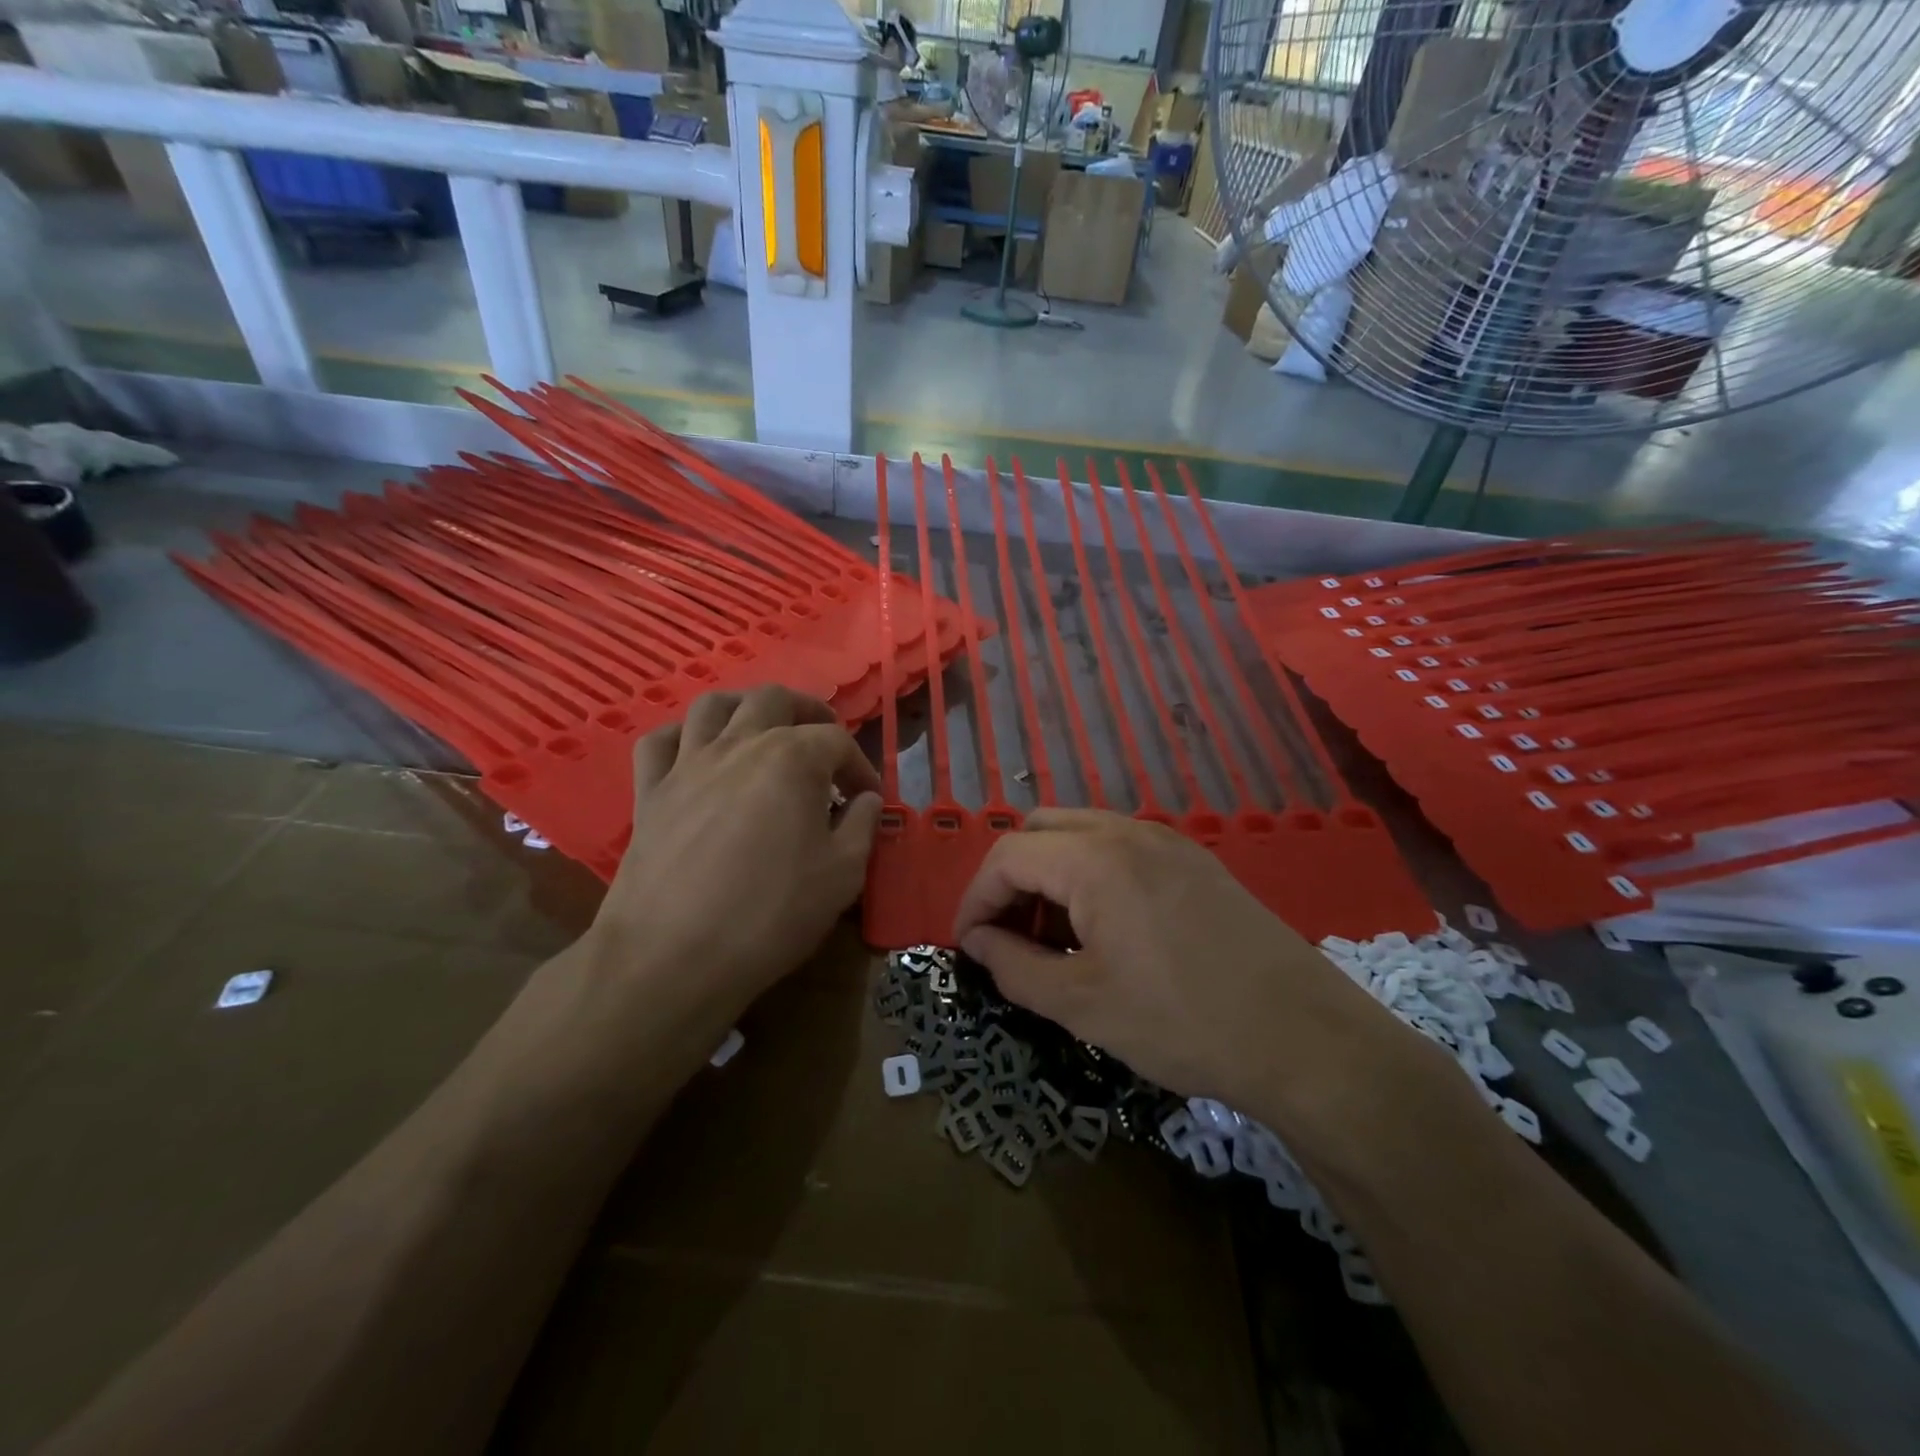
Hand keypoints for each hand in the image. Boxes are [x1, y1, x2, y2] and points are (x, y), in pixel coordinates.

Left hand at [590, 686, 882, 1021]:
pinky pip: (660, 741)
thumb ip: (862, 826)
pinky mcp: (649, 791)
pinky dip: (683, 736)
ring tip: (762, 731)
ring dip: (745, 708)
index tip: (867, 799)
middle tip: (823, 745)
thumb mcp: (843, 875)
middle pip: (775, 699)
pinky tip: (698, 754)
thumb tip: (866, 801)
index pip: (837, 741)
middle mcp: (739, 744)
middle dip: (807, 712)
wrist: (673, 956)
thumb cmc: (770, 914)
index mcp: (792, 759)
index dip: (860, 766)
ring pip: (713, 704)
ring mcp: (688, 764)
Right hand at [953, 809, 1429, 1128]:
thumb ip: (1014, 967)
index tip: (968, 947)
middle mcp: (1128, 832)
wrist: (1306, 1039)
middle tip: (1009, 935)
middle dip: (1011, 879)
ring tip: (1053, 936)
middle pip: (1040, 830)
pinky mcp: (1195, 861)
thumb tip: (979, 942)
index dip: (975, 899)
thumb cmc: (1183, 1022)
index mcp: (1095, 859)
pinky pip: (1120, 849)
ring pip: (1081, 835)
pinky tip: (1104, 929)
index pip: (1006, 856)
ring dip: (1050, 875)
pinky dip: (1090, 875)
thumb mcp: (1082, 1005)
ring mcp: (1168, 841)